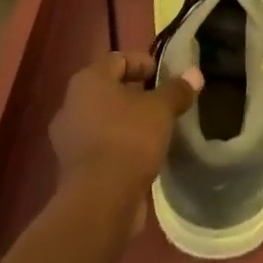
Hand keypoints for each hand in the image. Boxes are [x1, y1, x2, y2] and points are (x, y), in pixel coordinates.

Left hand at [49, 51, 199, 195]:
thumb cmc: (129, 140)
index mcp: (88, 80)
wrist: (100, 203)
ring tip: (154, 131)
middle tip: (161, 103)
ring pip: (103, 120)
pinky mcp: (72, 169)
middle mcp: (71, 104)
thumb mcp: (161, 110)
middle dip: (135, 94)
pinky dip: (118, 146)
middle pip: (108, 90)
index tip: (164, 75)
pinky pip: (99, 146)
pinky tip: (140, 157)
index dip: (142, 63)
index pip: (117, 59)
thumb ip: (176, 90)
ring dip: (126, 122)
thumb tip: (194, 74)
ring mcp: (68, 138)